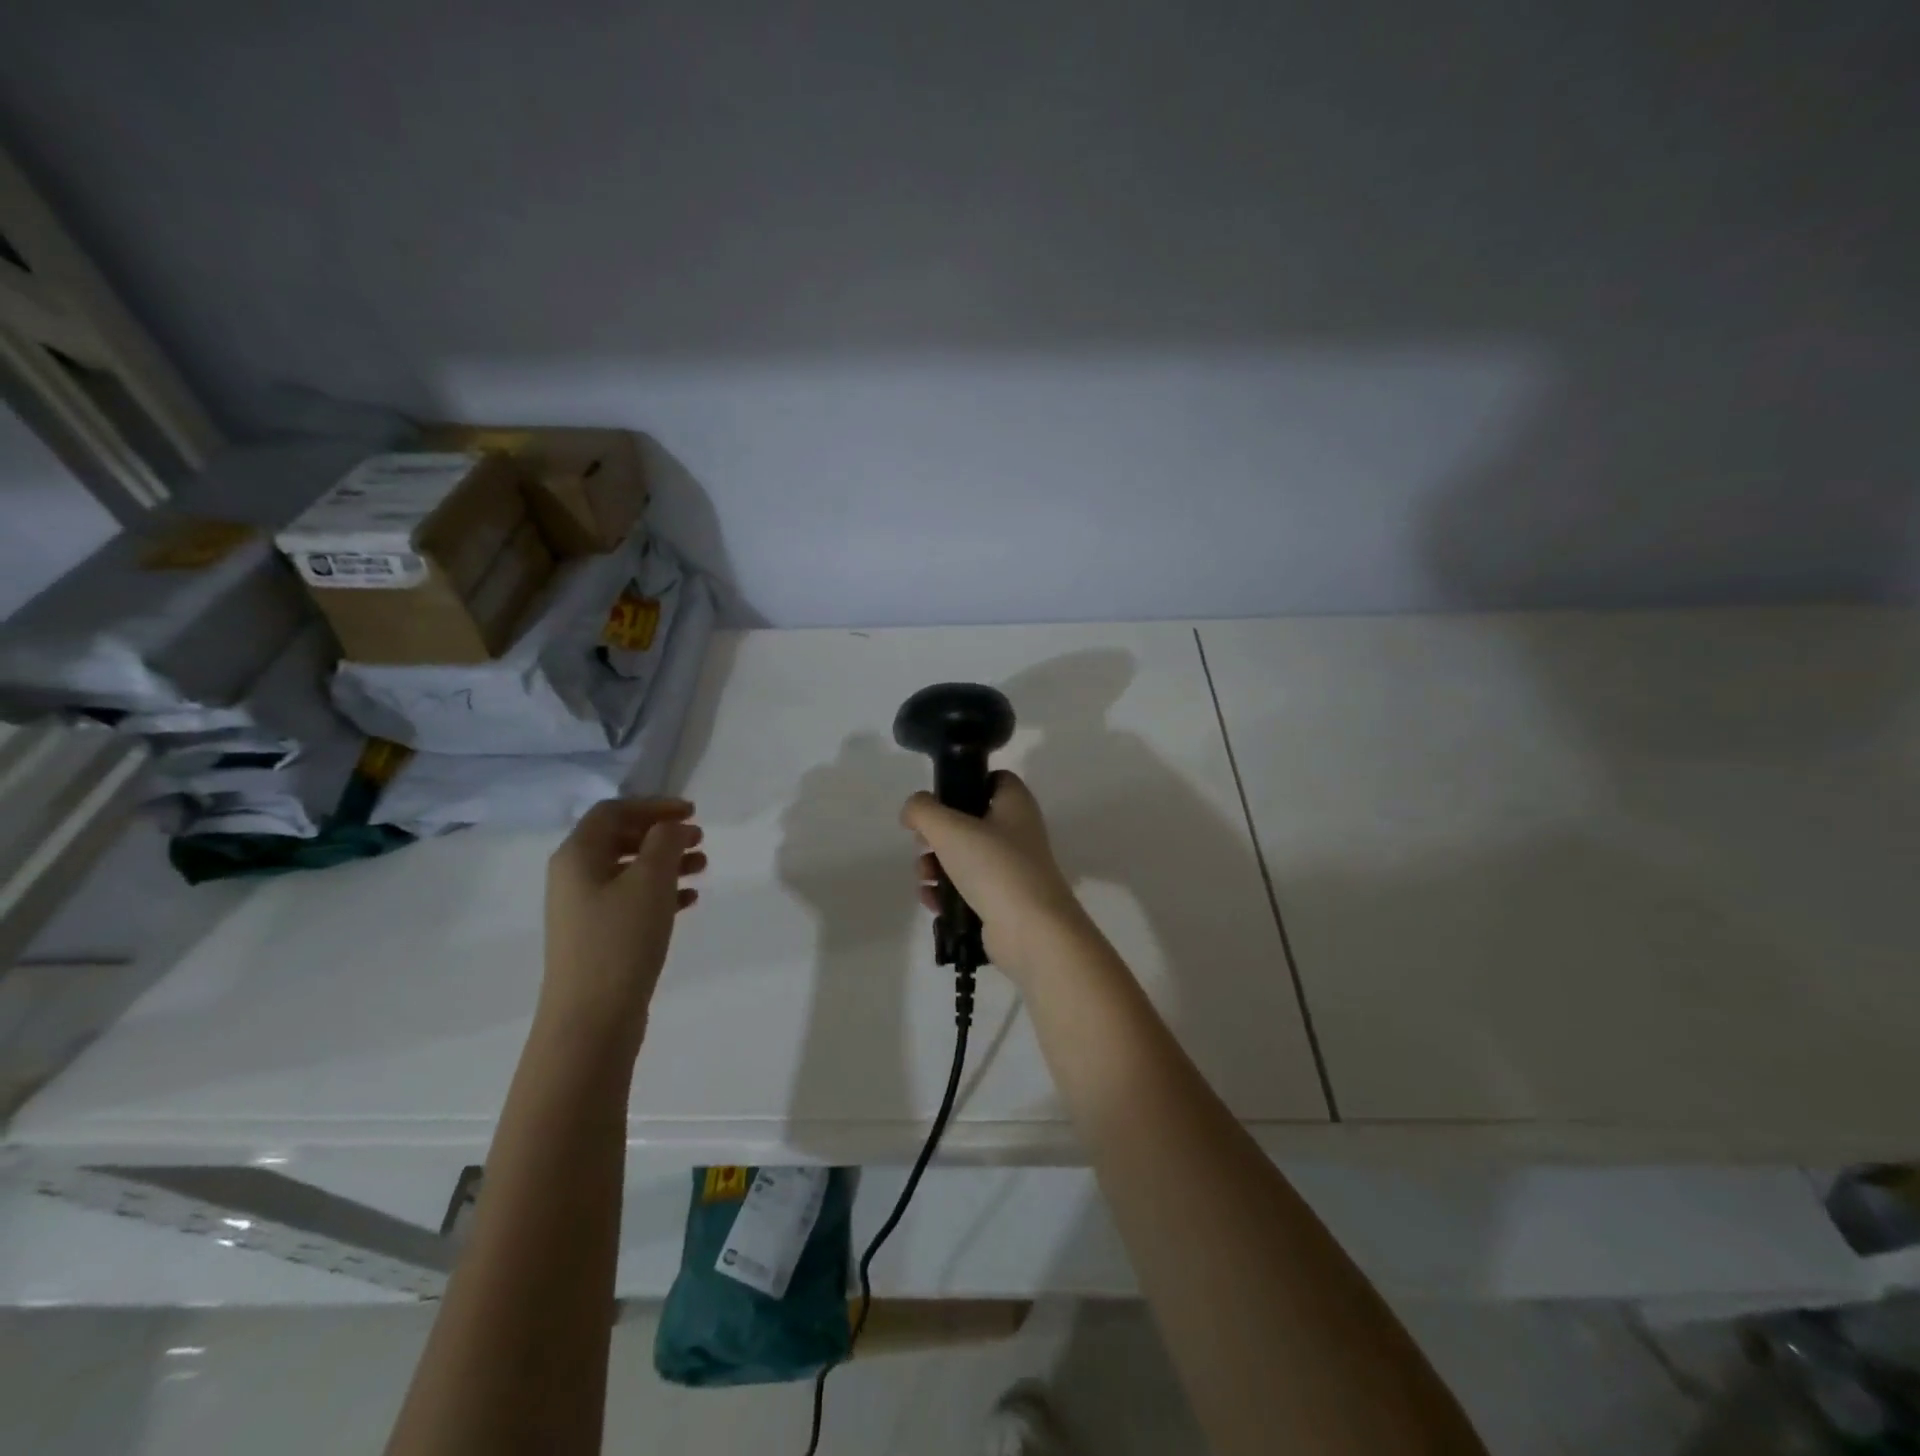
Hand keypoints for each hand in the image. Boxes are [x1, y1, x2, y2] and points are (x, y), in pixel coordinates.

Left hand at [541, 797, 705, 1054]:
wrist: (591, 1018)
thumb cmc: (621, 939)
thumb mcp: (650, 881)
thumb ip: (665, 842)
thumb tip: (672, 827)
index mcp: (578, 855)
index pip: (614, 811)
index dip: (654, 805)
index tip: (692, 812)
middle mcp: (574, 876)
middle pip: (621, 838)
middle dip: (663, 834)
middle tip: (701, 838)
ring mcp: (584, 908)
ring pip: (630, 870)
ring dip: (666, 862)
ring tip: (703, 867)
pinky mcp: (598, 935)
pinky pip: (631, 899)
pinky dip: (660, 892)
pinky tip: (689, 900)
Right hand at [901, 771, 1087, 981]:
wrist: (1030, 931)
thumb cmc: (994, 866)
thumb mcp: (949, 828)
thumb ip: (923, 811)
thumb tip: (912, 810)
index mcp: (1015, 804)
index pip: (993, 779)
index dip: (965, 782)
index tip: (938, 799)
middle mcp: (1017, 832)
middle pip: (970, 821)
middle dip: (938, 834)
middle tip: (923, 843)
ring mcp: (1012, 869)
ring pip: (964, 857)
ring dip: (936, 865)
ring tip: (924, 877)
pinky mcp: (1003, 901)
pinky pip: (967, 889)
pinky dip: (947, 893)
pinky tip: (932, 901)